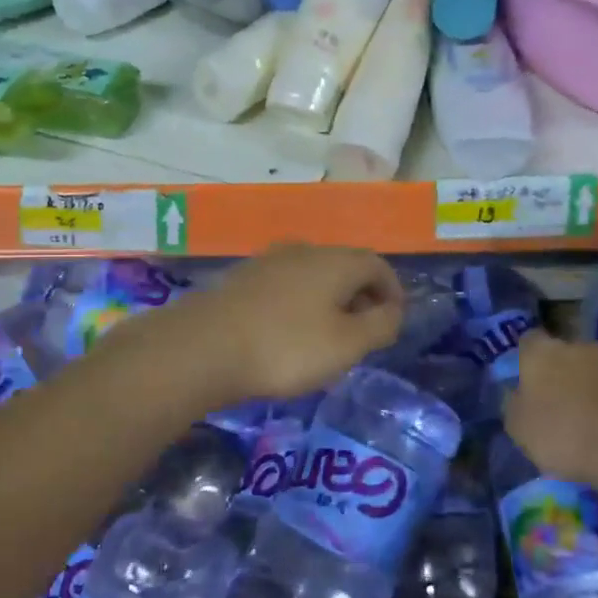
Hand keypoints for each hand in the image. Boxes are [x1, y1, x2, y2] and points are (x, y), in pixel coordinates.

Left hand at [177, 245, 403, 401]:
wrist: (203, 347)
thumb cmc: (286, 347)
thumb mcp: (347, 344)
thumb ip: (380, 325)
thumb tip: (393, 311)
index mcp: (336, 260)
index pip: (378, 265)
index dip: (393, 292)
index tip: (393, 323)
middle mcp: (305, 250)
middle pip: (345, 267)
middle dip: (362, 297)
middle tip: (364, 334)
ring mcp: (269, 261)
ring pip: (313, 276)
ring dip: (329, 302)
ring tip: (327, 337)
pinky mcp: (242, 279)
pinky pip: (286, 287)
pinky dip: (299, 305)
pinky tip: (288, 334)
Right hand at [502, 330, 597, 490]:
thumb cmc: (561, 432)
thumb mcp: (518, 427)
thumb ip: (514, 405)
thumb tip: (517, 395)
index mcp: (539, 351)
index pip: (526, 342)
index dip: (523, 360)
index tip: (522, 382)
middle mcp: (574, 347)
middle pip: (560, 354)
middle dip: (555, 373)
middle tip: (549, 402)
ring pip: (586, 372)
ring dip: (581, 389)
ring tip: (577, 421)